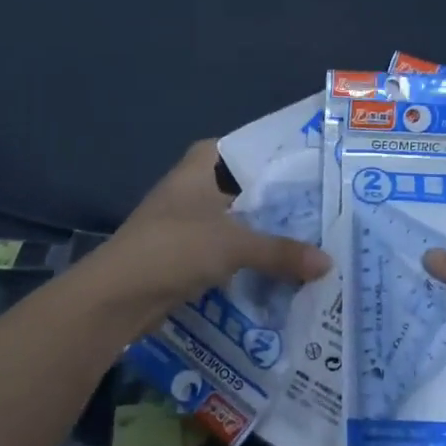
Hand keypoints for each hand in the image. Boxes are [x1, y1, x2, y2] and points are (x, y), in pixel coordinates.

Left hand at [97, 140, 330, 324]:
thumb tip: (327, 263)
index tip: (293, 162)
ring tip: (302, 236)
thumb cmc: (174, 248)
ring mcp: (182, 226)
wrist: (118, 297)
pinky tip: (273, 269)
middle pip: (235, 188)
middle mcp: (188, 193)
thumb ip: (280, 252)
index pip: (229, 147)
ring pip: (229, 222)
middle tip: (311, 204)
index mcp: (195, 172)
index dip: (258, 152)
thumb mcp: (234, 245)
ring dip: (257, 232)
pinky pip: (221, 252)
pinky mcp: (181, 258)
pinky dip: (243, 259)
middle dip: (268, 198)